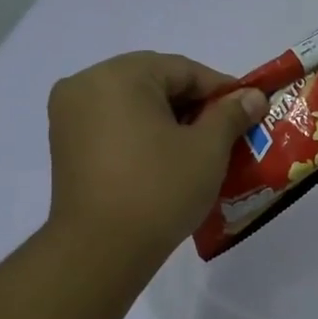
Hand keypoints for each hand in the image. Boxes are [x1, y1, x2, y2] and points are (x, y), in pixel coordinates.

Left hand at [45, 53, 264, 276]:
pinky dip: (142, 134)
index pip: (183, 69)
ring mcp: (69, 115)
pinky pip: (113, 124)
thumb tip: (253, 96)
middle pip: (154, 82)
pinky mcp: (64, 145)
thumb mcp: (207, 149)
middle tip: (227, 132)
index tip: (249, 111)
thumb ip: (231, 114)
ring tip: (199, 148)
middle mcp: (86, 85)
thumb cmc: (159, 189)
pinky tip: (166, 159)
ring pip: (133, 104)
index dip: (222, 89)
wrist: (101, 249)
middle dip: (194, 105)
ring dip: (168, 119)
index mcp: (119, 76)